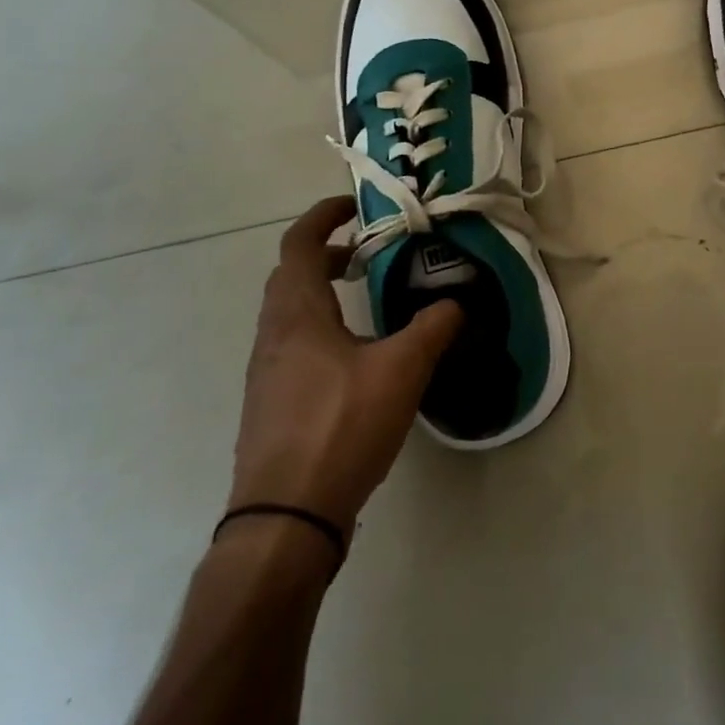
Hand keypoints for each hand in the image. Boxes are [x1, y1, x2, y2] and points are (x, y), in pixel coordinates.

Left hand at [226, 196, 461, 539]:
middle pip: (290, 275)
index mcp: (297, 314)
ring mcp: (267, 372)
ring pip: (292, 312)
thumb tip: (457, 300)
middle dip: (329, 254)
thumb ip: (434, 326)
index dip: (323, 217)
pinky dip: (323, 327)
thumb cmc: (340, 426)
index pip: (297, 244)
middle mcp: (273, 335)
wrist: (286, 518)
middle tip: (371, 252)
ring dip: (324, 292)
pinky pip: (295, 343)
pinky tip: (359, 356)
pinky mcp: (273, 403)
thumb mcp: (402, 369)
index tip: (354, 206)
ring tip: (369, 299)